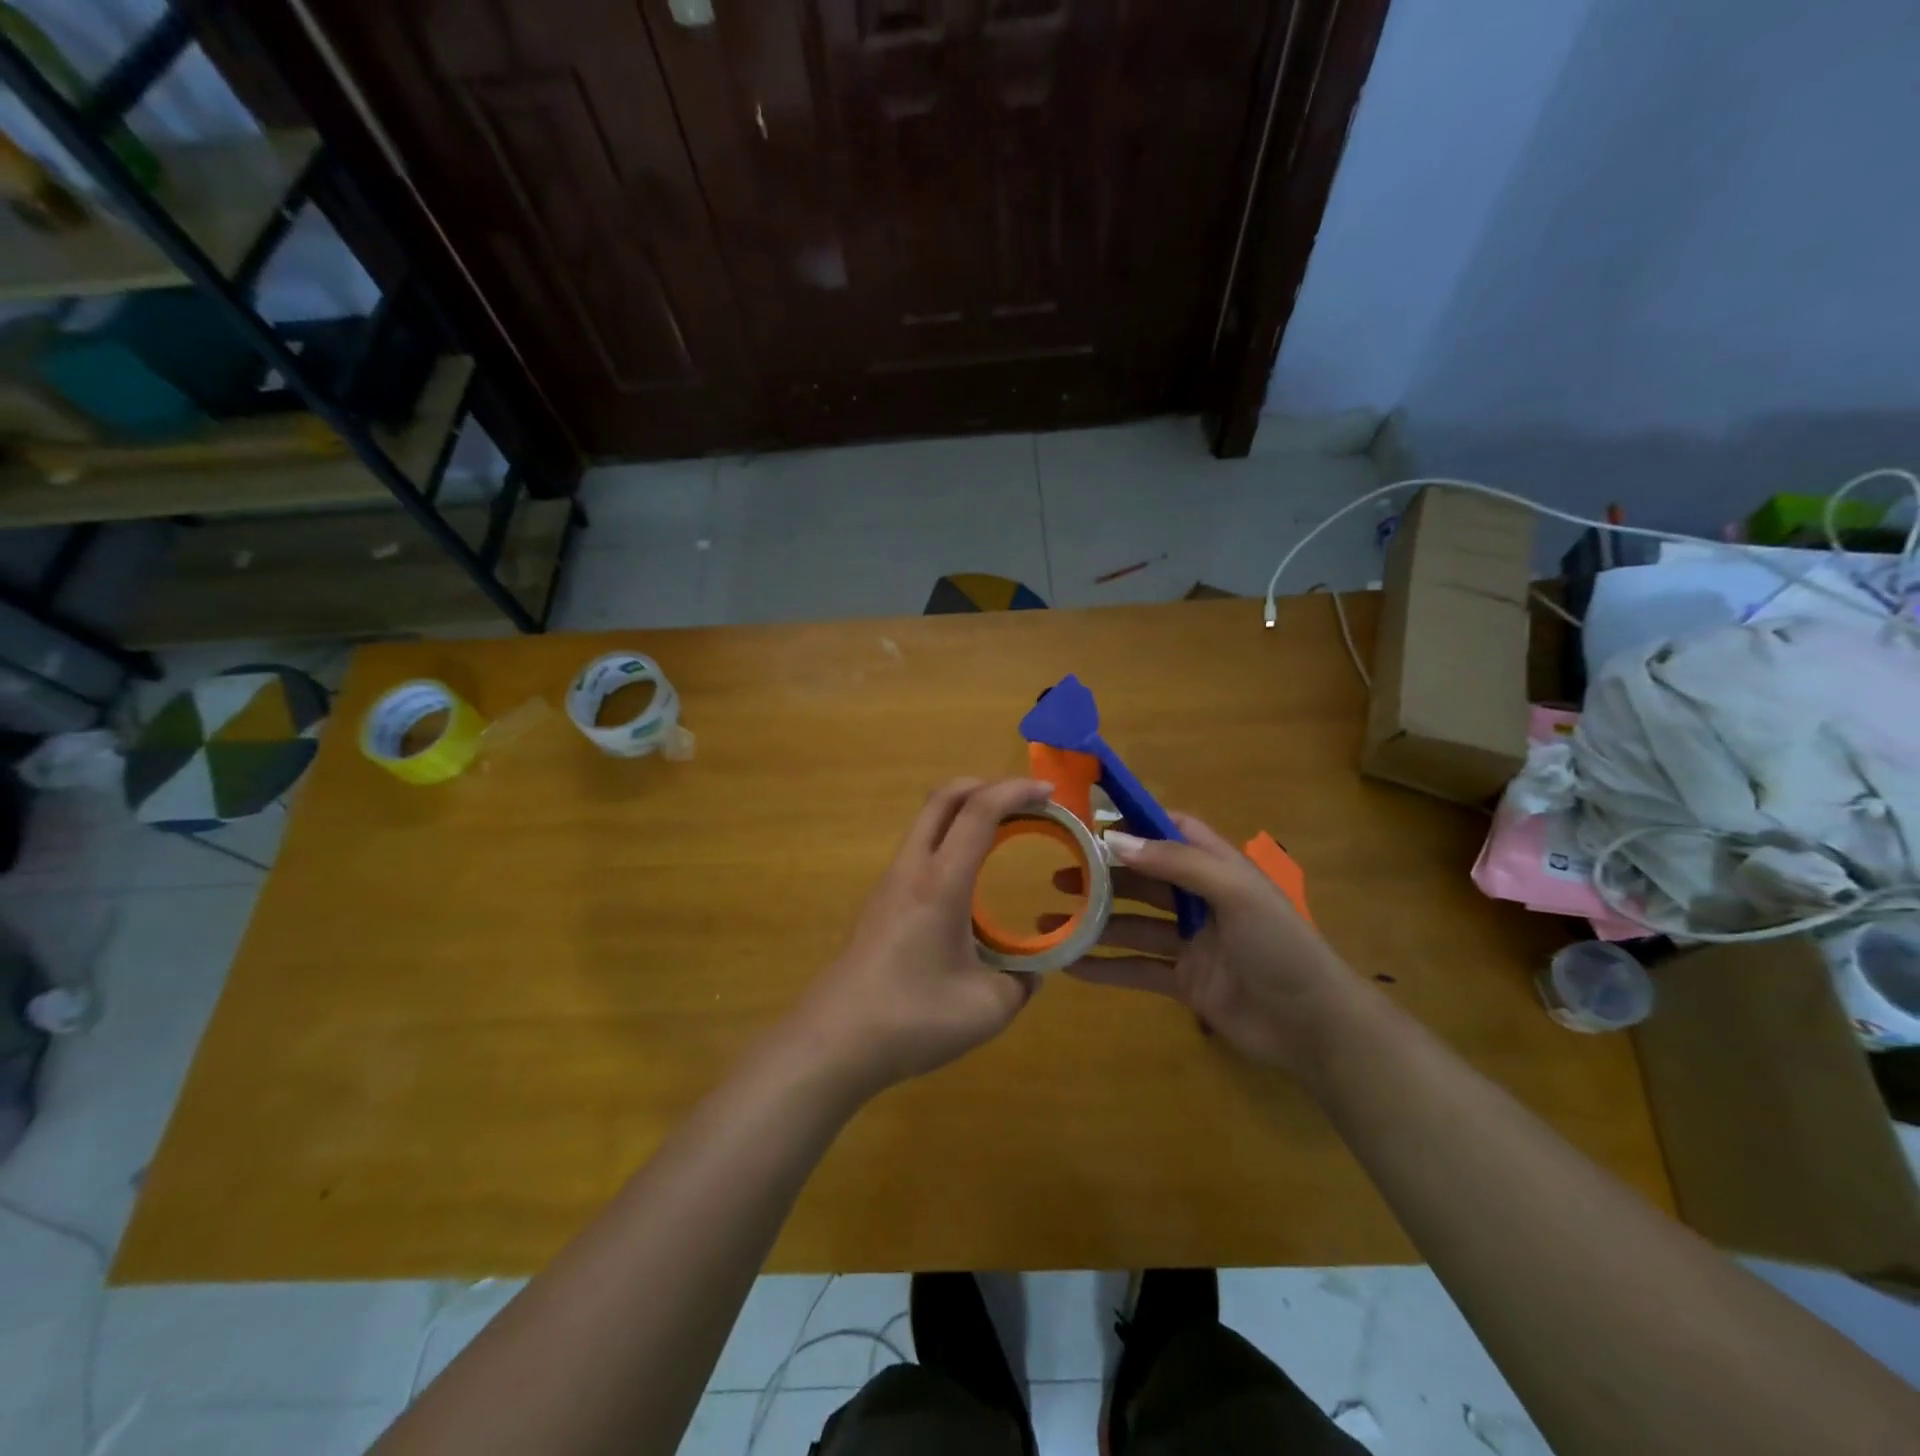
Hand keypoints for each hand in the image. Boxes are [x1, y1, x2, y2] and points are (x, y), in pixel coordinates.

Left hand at [789, 777, 1051, 1096]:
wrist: (834, 1041)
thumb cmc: (911, 1019)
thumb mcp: (987, 1008)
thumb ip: (1022, 981)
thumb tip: (1034, 969)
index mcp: (941, 882)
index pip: (979, 812)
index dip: (1016, 791)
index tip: (1049, 791)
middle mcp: (912, 870)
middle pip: (943, 799)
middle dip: (986, 786)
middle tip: (1024, 802)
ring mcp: (890, 883)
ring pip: (926, 823)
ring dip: (964, 813)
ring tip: (1002, 834)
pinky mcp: (880, 902)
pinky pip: (919, 850)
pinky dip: (948, 840)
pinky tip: (968, 879)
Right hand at [1049, 812, 1361, 1075]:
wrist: (1314, 1028)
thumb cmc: (1280, 947)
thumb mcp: (1235, 893)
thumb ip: (1177, 863)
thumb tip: (1114, 840)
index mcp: (1219, 868)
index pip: (1172, 831)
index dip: (1135, 823)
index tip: (1090, 821)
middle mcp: (1201, 900)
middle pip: (1143, 878)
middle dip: (1101, 874)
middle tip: (1056, 874)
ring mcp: (1191, 943)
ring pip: (1132, 924)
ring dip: (1094, 921)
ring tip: (1049, 919)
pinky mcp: (1184, 981)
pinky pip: (1137, 967)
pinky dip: (1104, 966)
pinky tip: (1069, 965)